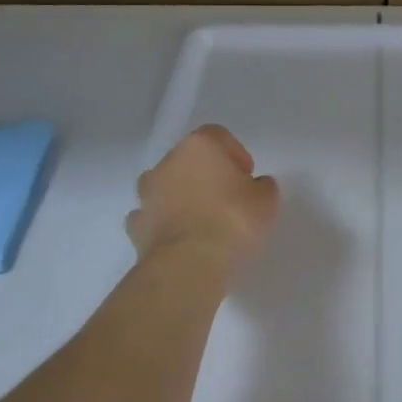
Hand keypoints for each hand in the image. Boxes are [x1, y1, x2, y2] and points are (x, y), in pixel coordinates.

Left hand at [128, 125, 279, 271]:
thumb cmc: (232, 222)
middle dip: (207, 175)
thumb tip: (255, 186)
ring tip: (202, 223)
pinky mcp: (136, 225)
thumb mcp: (266, 201)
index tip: (247, 179)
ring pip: (166, 187)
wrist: (188, 265)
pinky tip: (182, 240)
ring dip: (181, 197)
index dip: (235, 155)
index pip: (218, 136)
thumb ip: (262, 187)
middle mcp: (168, 163)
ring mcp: (147, 194)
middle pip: (189, 160)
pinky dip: (165, 223)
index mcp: (199, 146)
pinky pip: (153, 216)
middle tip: (228, 200)